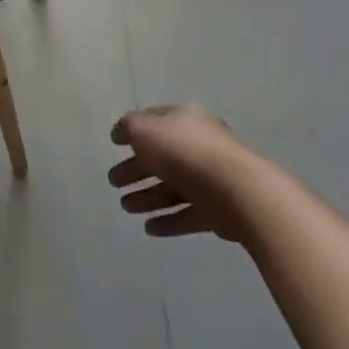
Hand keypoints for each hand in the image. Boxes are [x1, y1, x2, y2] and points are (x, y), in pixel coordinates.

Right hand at [108, 102, 256, 242]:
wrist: (235, 190)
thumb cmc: (183, 152)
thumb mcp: (143, 130)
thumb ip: (128, 128)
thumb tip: (122, 132)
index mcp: (184, 119)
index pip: (154, 121)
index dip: (133, 131)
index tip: (114, 144)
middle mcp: (199, 145)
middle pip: (162, 157)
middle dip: (136, 169)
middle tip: (114, 182)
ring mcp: (211, 178)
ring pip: (173, 187)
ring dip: (148, 197)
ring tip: (126, 208)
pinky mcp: (220, 209)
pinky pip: (188, 213)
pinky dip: (168, 220)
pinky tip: (149, 228)